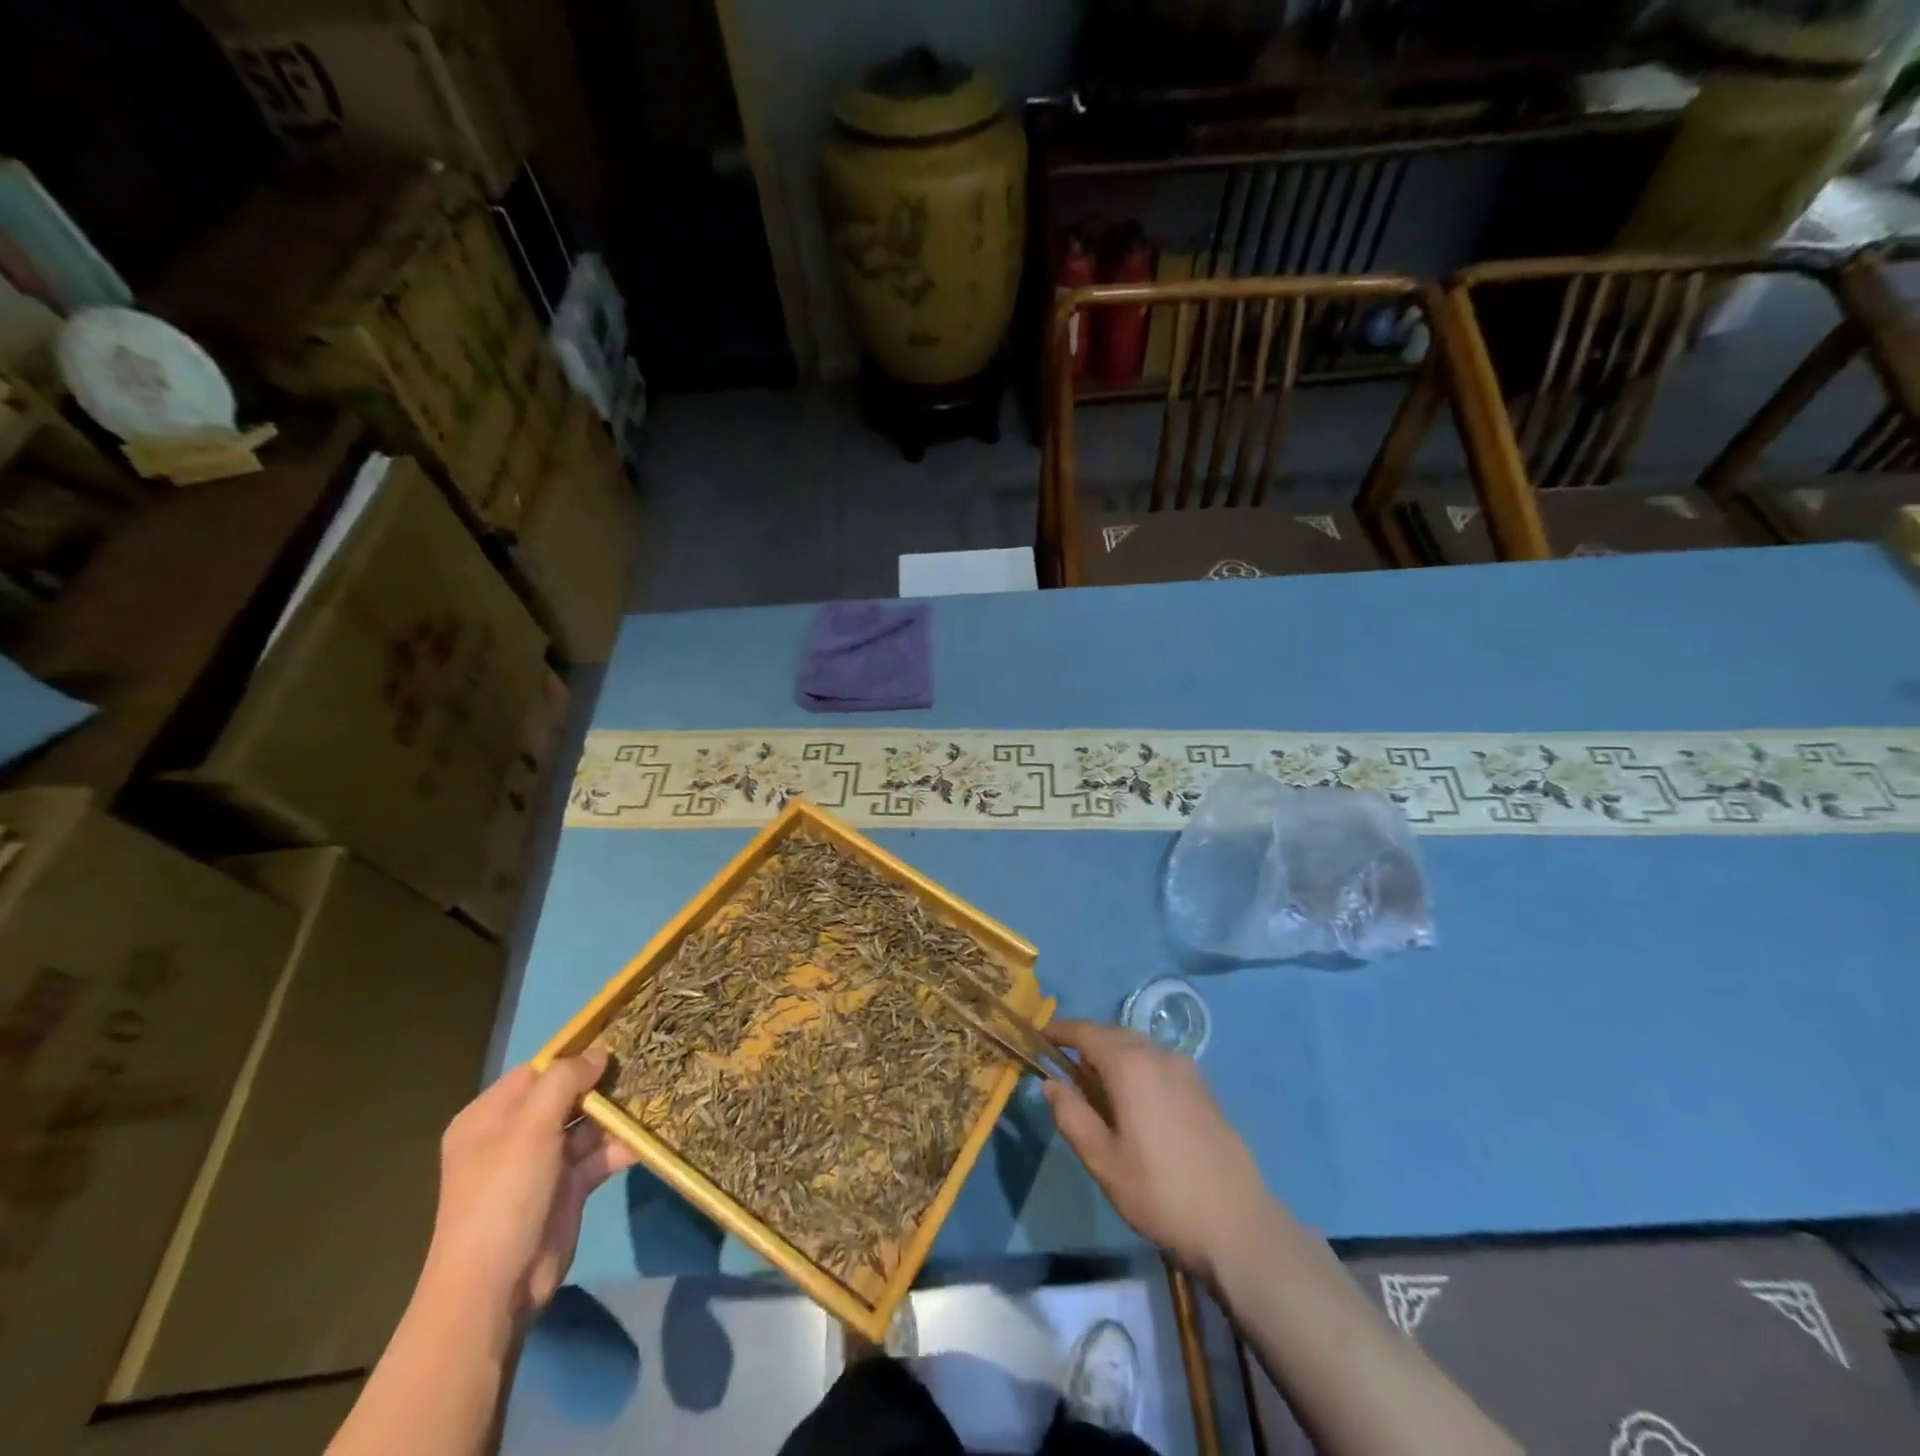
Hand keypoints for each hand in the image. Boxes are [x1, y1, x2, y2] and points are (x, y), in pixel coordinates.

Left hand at [418, 1051, 638, 1328]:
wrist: (496, 1288)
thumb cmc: (503, 1196)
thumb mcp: (530, 1128)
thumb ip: (564, 1081)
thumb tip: (598, 1053)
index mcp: (490, 1117)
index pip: (538, 1071)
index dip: (575, 1054)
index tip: (619, 1038)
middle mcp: (515, 1135)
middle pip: (567, 1094)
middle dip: (604, 1081)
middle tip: (648, 1059)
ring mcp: (543, 1162)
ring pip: (588, 1123)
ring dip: (619, 1111)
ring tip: (659, 1088)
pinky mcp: (568, 1187)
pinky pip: (599, 1154)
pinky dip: (623, 1143)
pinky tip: (653, 1130)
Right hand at [1042, 1020, 1268, 1278]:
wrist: (1237, 1224)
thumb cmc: (1160, 1192)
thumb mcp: (1102, 1160)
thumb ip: (1071, 1115)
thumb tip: (1050, 1083)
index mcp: (1130, 1065)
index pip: (1086, 1032)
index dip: (1061, 1031)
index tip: (1041, 1038)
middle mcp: (1159, 1055)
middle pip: (1114, 1035)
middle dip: (1087, 1045)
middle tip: (1066, 1071)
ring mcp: (1187, 1071)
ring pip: (1139, 1049)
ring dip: (1114, 1057)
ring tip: (1099, 1090)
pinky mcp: (1204, 1090)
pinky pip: (1160, 1065)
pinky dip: (1139, 1069)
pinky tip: (1137, 1104)